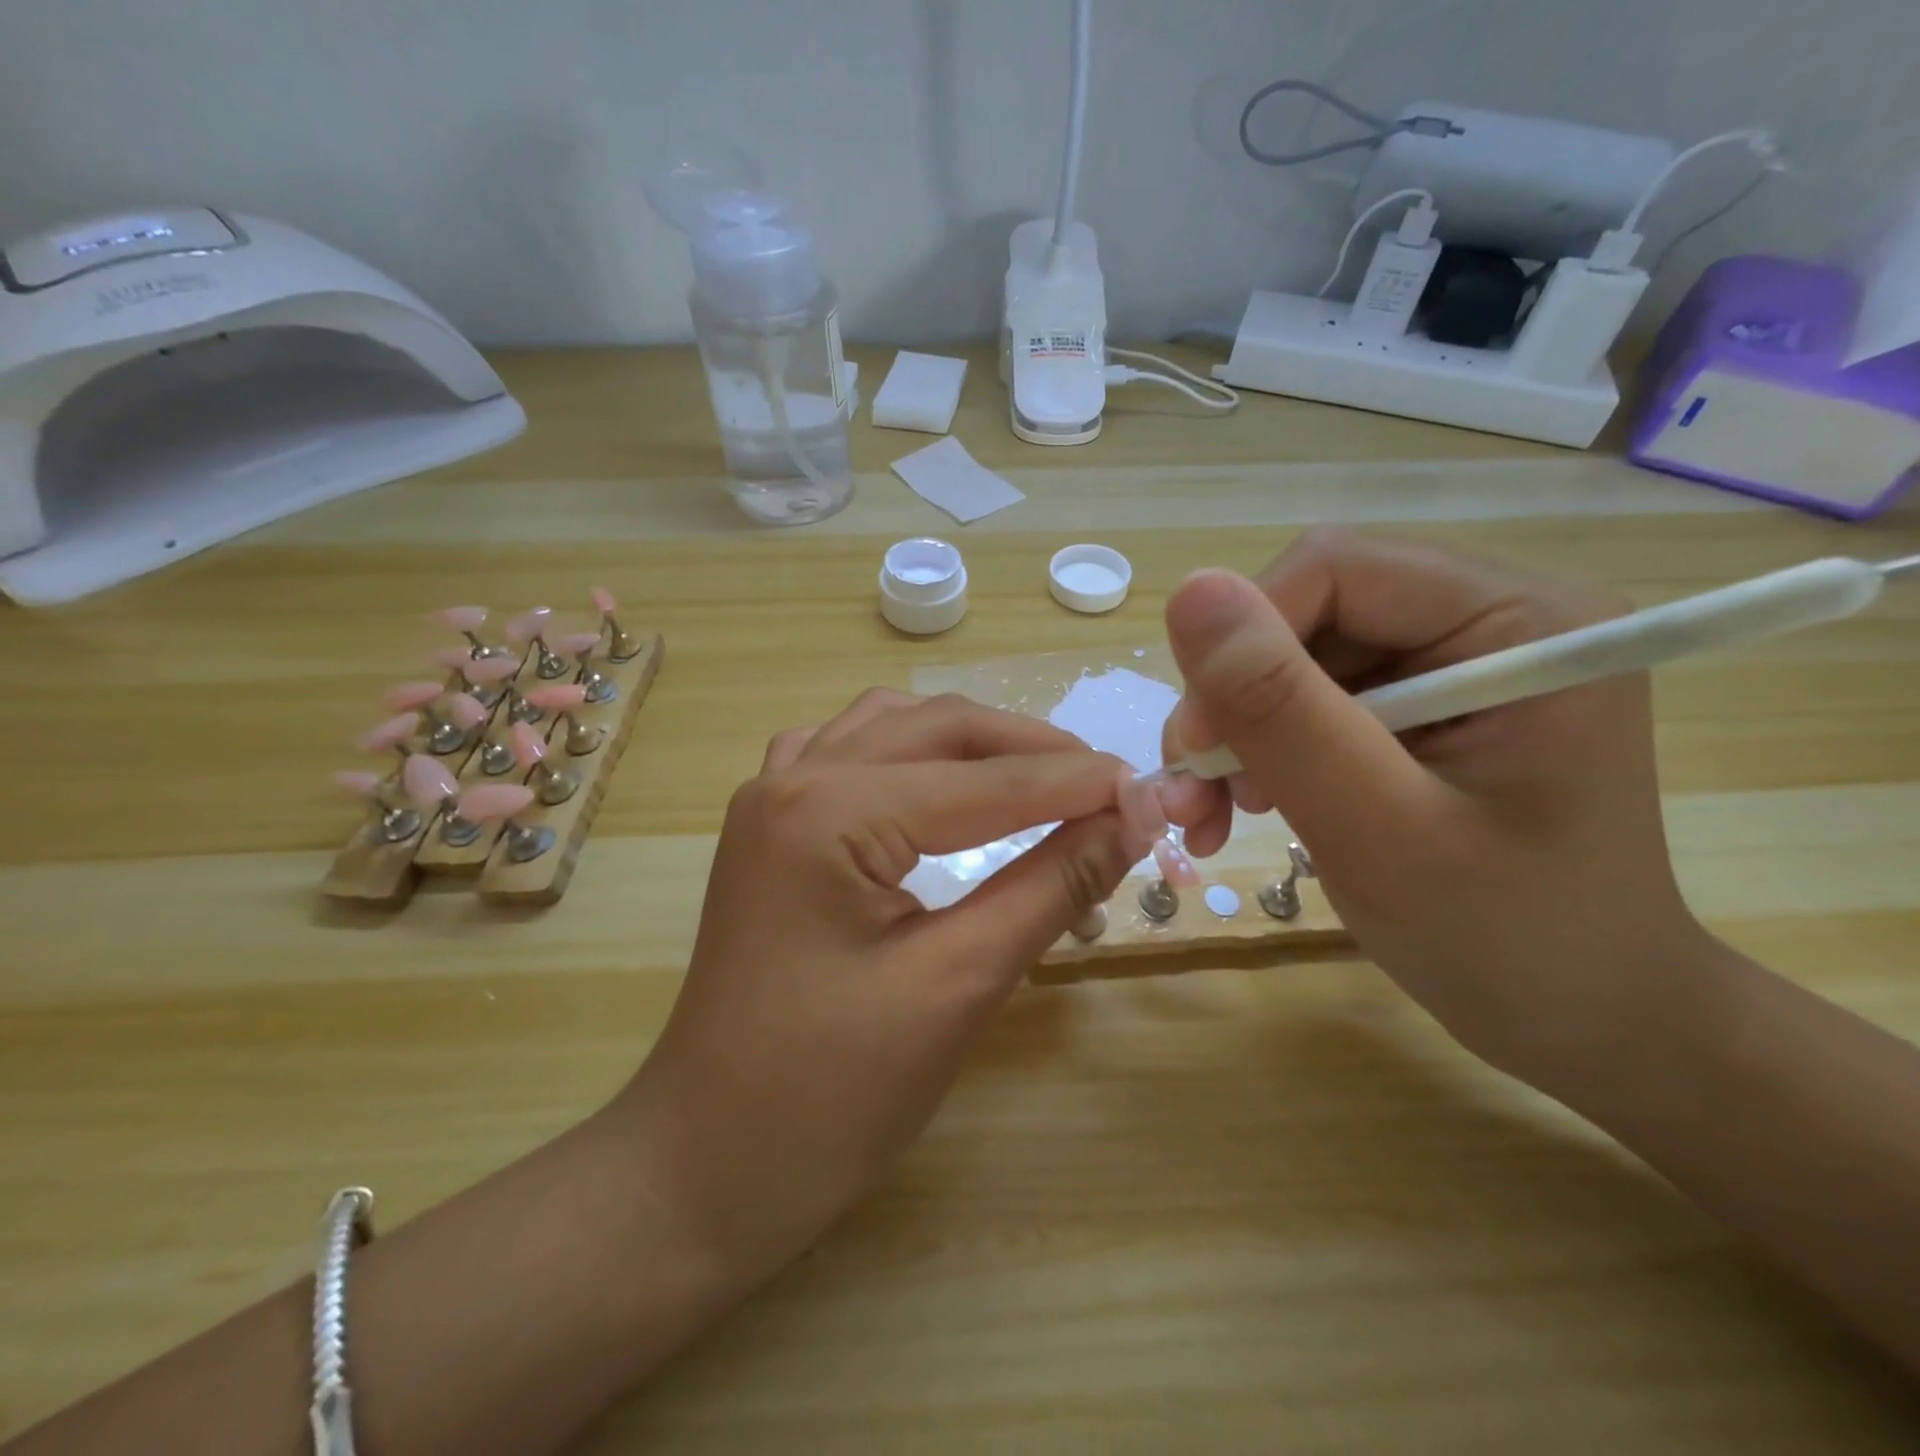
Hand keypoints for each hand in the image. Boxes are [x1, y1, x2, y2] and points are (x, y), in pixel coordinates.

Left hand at [624, 691, 1146, 1286]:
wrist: (707, 1164)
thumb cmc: (830, 1095)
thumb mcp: (958, 985)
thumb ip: (1050, 886)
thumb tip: (1130, 821)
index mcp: (828, 812)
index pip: (982, 780)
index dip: (1075, 783)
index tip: (1151, 792)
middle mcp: (793, 778)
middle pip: (938, 728)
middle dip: (1030, 750)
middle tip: (1107, 787)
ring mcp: (771, 797)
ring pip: (893, 726)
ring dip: (973, 743)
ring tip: (1040, 779)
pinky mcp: (770, 827)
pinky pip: (849, 753)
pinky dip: (911, 752)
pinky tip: (939, 781)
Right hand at [1157, 529, 1708, 1080]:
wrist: (1585, 1022)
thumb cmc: (1511, 941)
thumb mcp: (1380, 829)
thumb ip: (1284, 711)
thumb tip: (1190, 590)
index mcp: (1519, 620)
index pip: (1333, 571)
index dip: (1243, 644)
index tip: (1196, 746)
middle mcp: (1486, 620)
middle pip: (1304, 616)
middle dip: (1232, 705)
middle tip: (1193, 797)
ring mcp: (1450, 665)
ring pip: (1290, 662)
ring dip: (1234, 737)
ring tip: (1209, 818)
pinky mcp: (1419, 709)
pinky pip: (1306, 702)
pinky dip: (1259, 754)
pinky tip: (1244, 809)